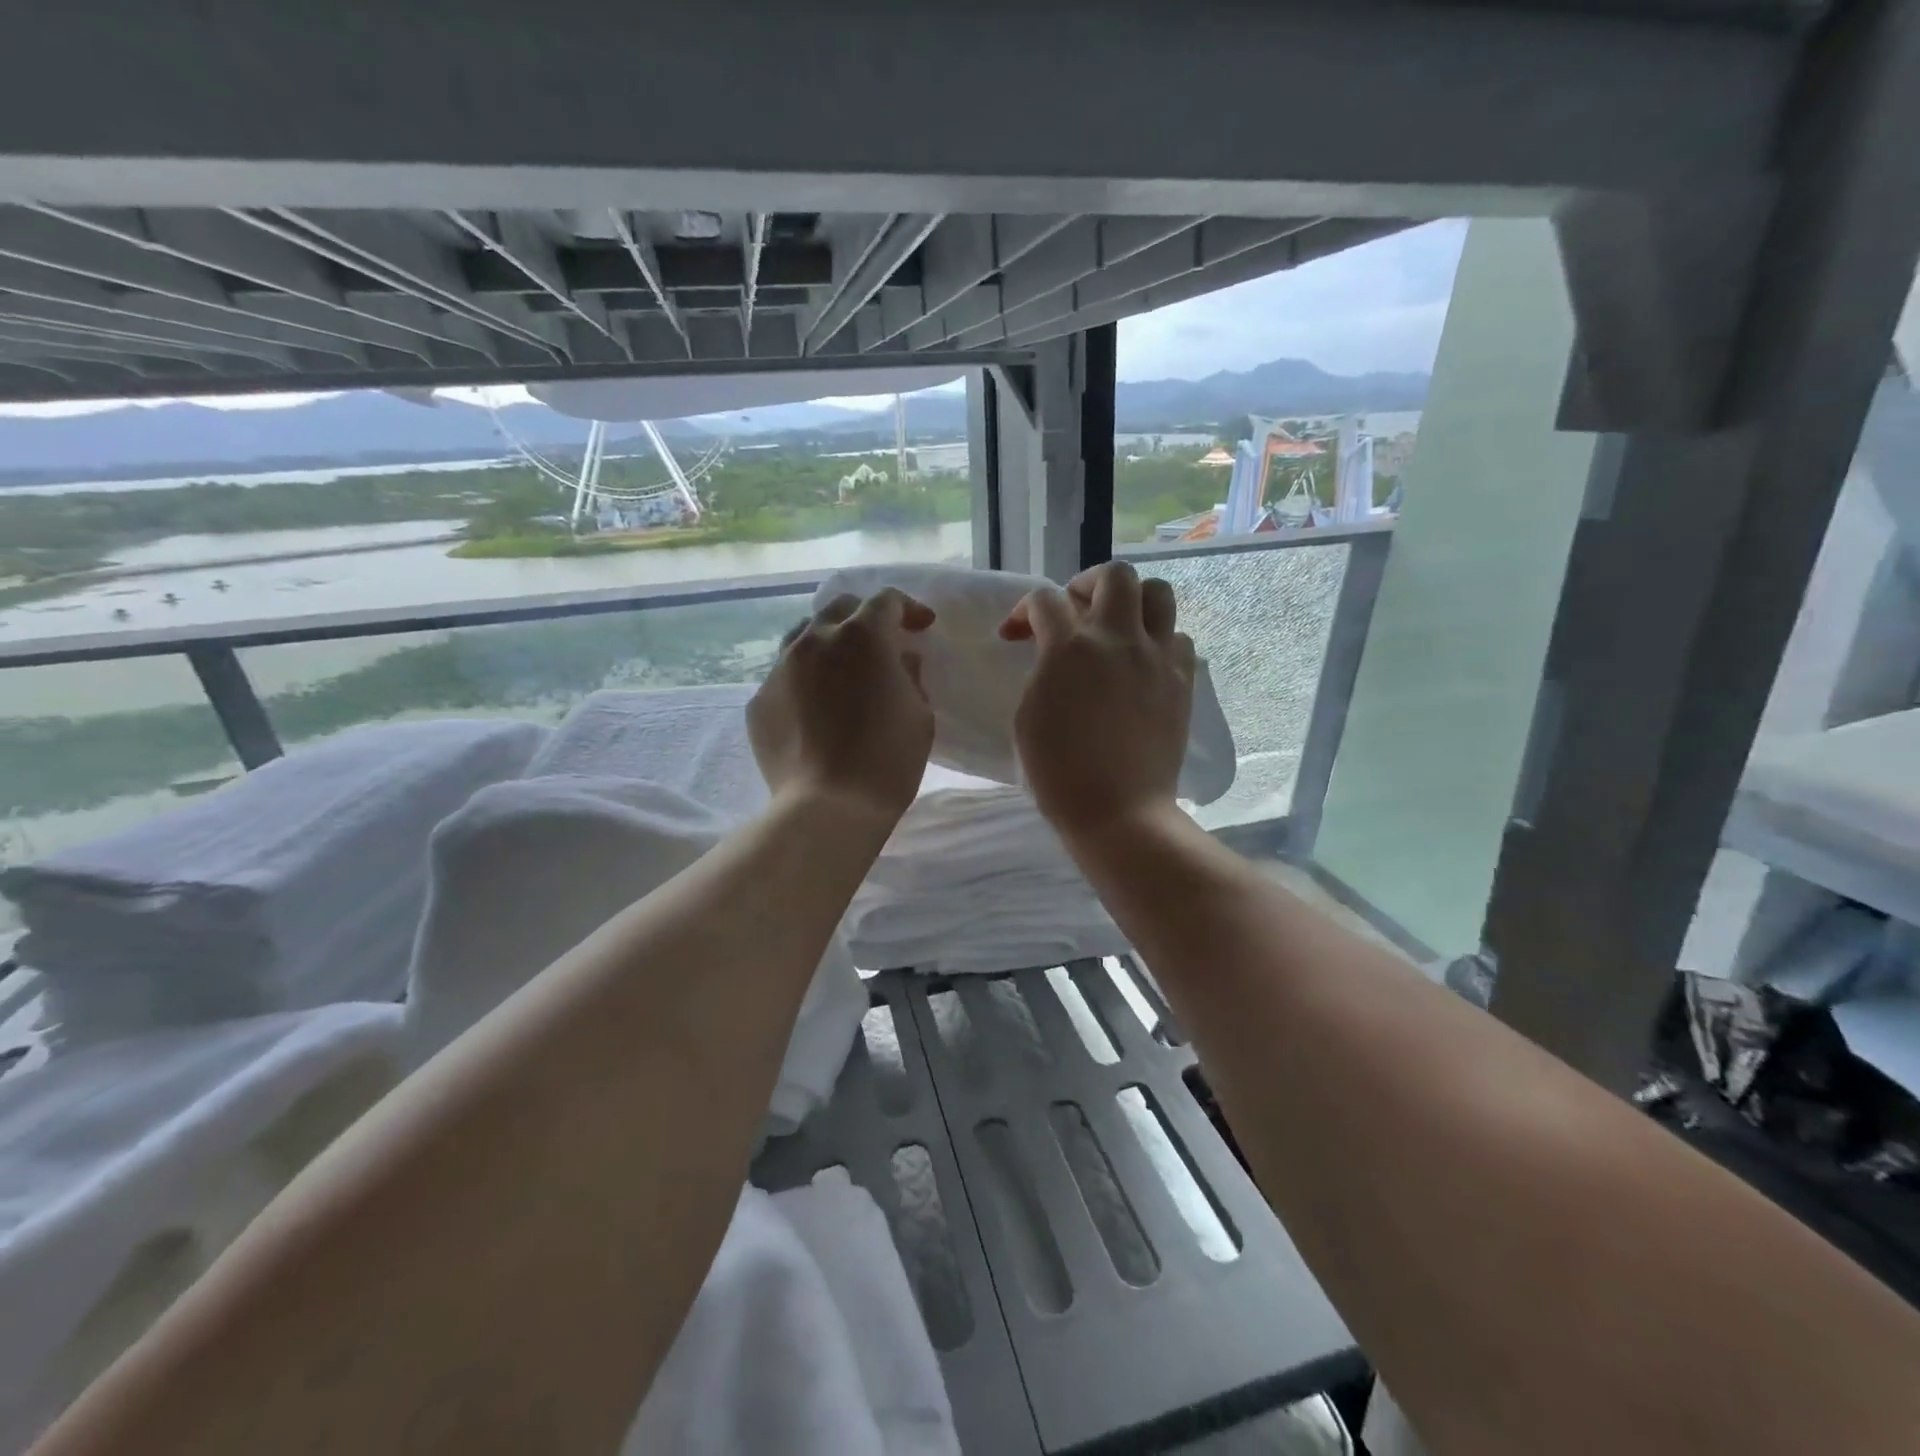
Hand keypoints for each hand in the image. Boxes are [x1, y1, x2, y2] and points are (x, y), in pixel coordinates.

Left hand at [749, 589, 936, 827]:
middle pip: (839, 608)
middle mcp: (815, 640)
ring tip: (842, 669)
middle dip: (864, 617)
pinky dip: (806, 680)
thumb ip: (910, 676)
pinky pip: (785, 676)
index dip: (908, 609)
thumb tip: (900, 661)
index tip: (921, 627)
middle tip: (882, 643)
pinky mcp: (759, 700)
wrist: (828, 807)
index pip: (885, 601)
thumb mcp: (919, 714)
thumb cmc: (887, 759)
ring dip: (829, 643)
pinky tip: (816, 708)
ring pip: (803, 636)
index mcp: (862, 637)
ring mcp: (780, 668)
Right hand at [1001, 561, 1194, 841]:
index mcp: (1070, 649)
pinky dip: (1158, 640)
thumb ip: (1041, 671)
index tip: (1016, 634)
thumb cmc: (1058, 772)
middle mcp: (1118, 639)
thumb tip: (1055, 655)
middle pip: (1115, 575)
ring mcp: (1157, 658)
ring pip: (1158, 593)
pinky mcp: (1182, 680)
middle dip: (1087, 584)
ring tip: (1116, 628)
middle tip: (1074, 611)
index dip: (1024, 611)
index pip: (1045, 600)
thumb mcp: (1028, 715)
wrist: (1119, 811)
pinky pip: (1177, 638)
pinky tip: (1141, 664)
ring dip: (1132, 602)